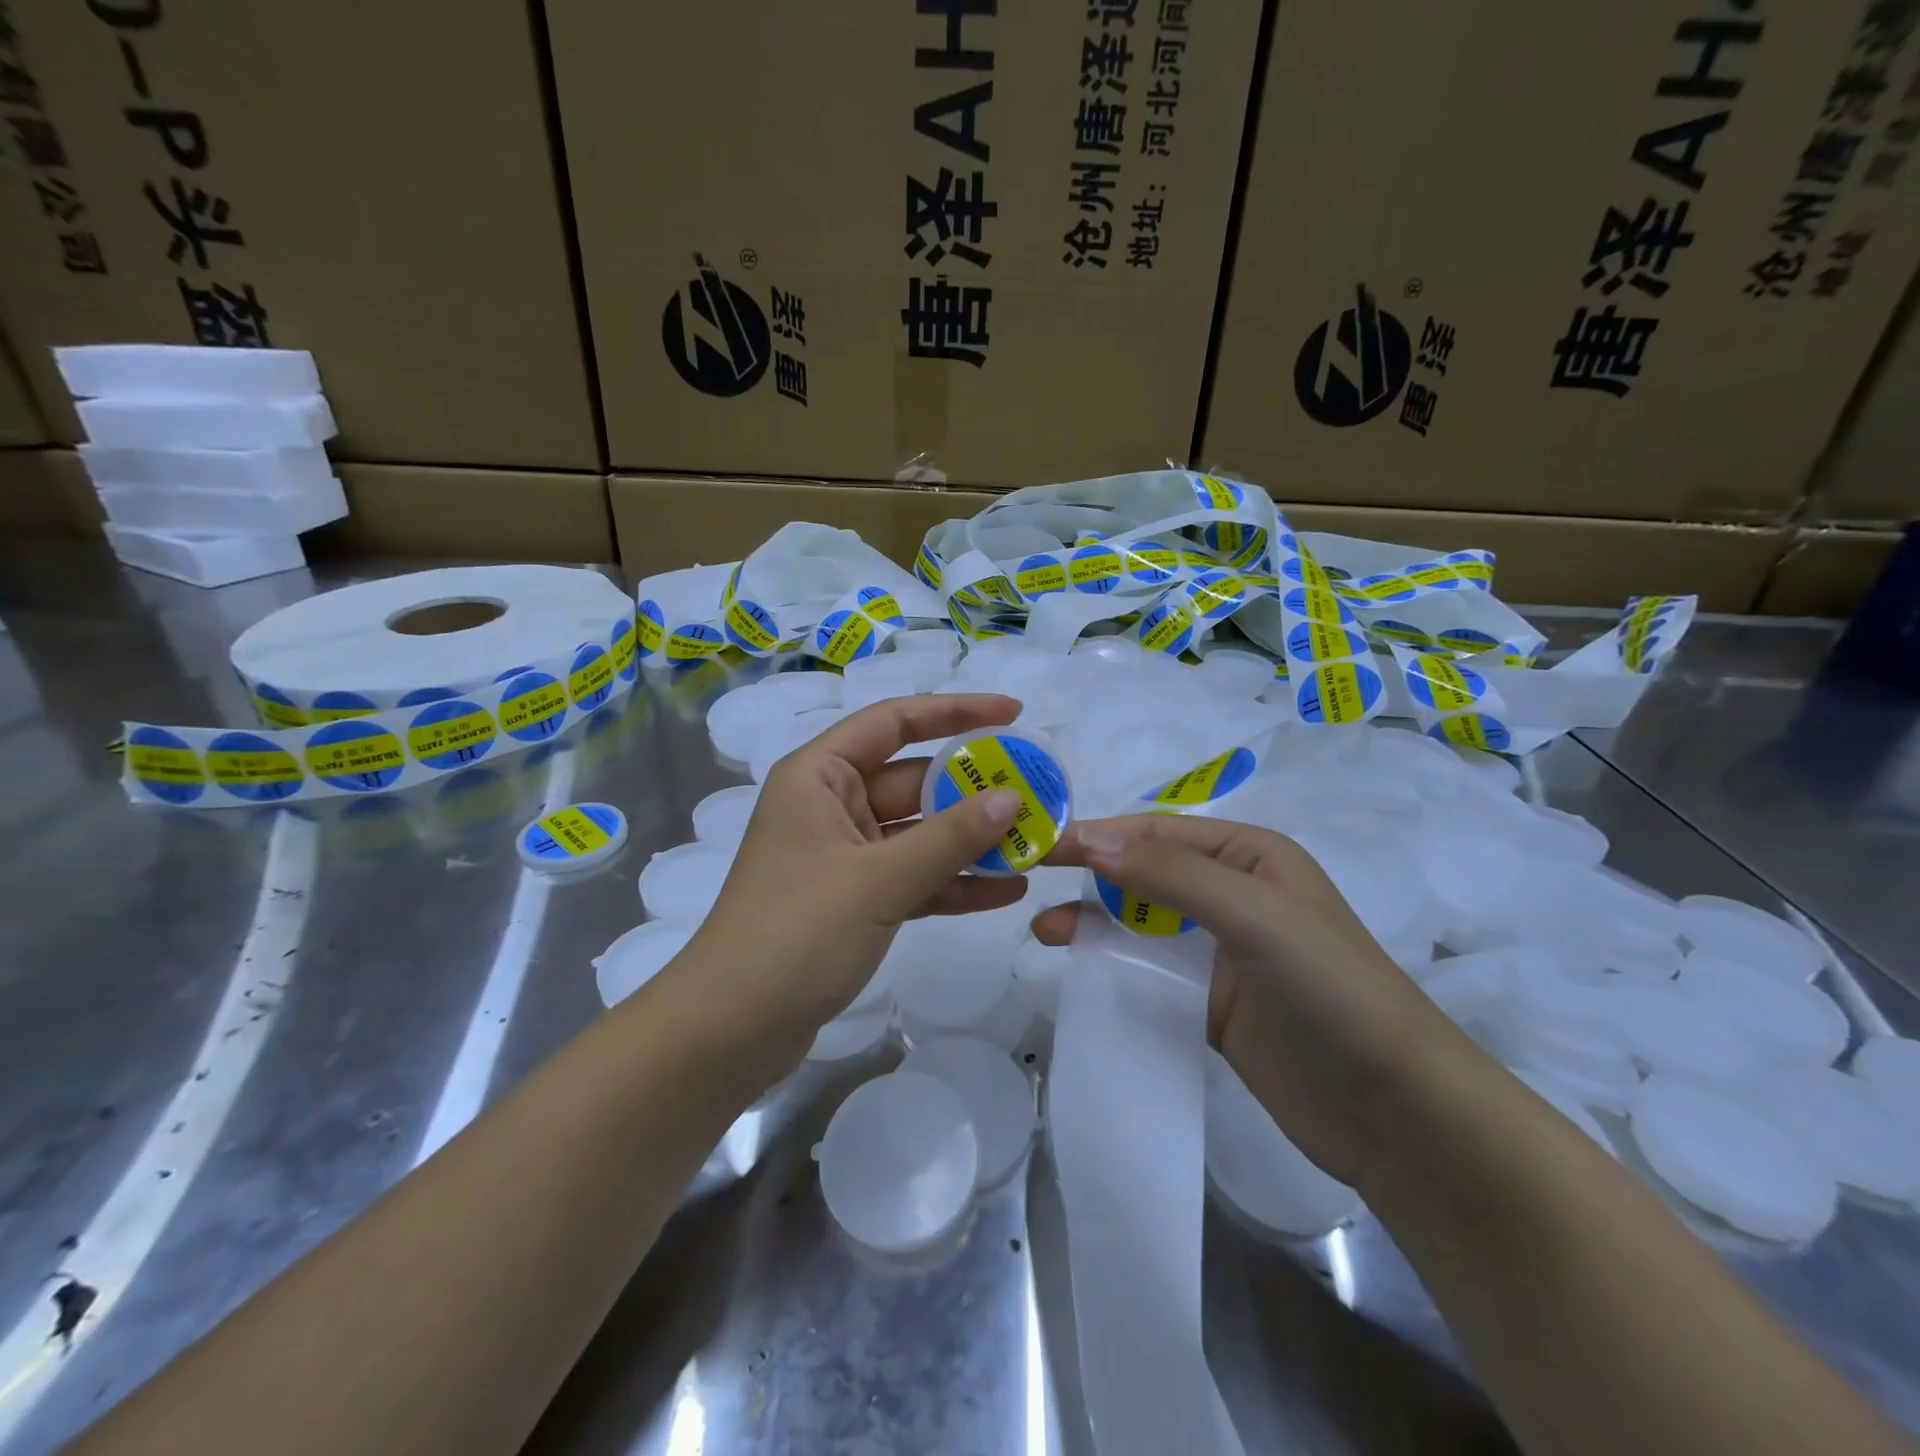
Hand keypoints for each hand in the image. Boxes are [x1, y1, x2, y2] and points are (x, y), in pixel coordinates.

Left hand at [676, 692, 1029, 1059]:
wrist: (730, 1031)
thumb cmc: (796, 934)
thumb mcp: (879, 880)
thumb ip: (948, 838)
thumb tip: (1011, 797)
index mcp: (820, 776)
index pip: (894, 722)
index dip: (954, 711)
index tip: (1013, 713)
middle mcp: (832, 806)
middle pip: (913, 780)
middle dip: (973, 789)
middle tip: (1036, 791)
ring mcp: (844, 856)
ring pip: (919, 833)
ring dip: (970, 840)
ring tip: (1033, 842)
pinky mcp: (854, 900)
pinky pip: (913, 877)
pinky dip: (952, 883)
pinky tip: (1006, 890)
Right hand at [1032, 814, 1482, 1190]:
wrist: (1396, 1111)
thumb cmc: (1330, 989)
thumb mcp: (1255, 914)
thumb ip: (1173, 875)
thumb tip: (1092, 839)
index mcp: (1250, 855)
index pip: (1158, 832)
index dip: (1100, 834)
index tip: (1041, 845)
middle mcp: (1234, 893)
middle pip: (1146, 871)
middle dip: (1091, 873)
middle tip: (1030, 879)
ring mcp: (1222, 950)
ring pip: (1142, 921)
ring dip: (1095, 919)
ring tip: (1045, 930)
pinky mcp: (1212, 1002)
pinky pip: (1151, 969)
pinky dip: (1115, 963)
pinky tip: (1081, 967)